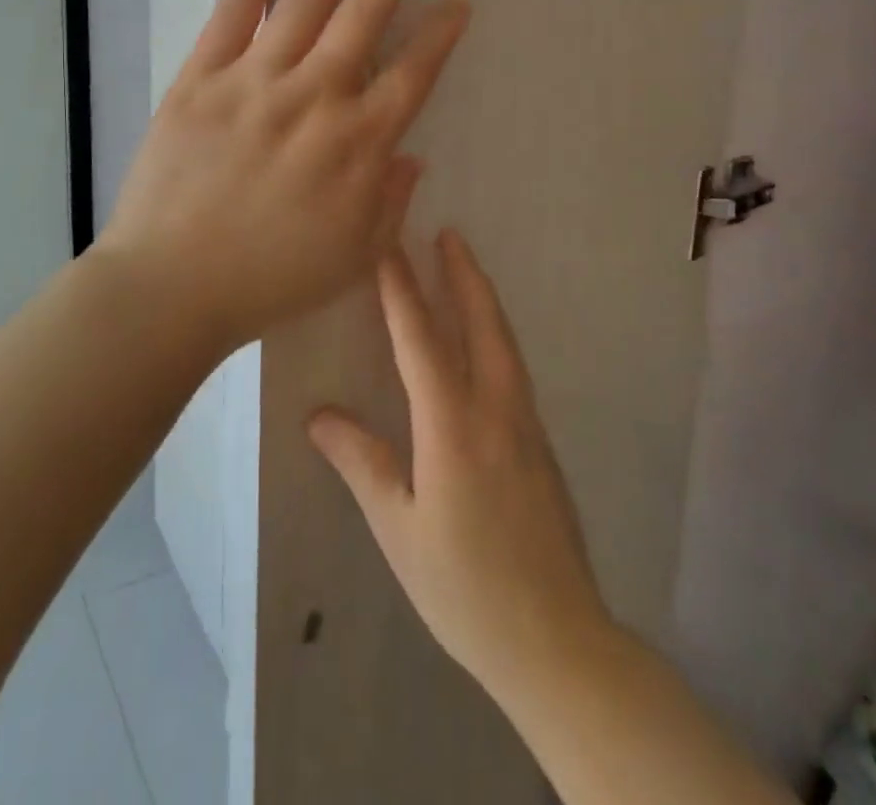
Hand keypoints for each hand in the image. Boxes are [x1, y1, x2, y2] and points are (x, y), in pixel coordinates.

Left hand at [100, 0, 469, 353]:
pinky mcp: (203, 75)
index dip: (440, 34)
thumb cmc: (268, 281)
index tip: (457, 3)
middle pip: (367, 14)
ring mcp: (256, 78)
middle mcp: (316, 97)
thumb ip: (390, 201)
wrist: (171, 287)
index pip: (413, 73)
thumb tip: (412, 154)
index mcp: (358, 144)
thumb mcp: (353, 258)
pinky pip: (234, 7)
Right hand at [309, 231, 614, 698]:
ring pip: (503, 342)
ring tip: (465, 269)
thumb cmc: (464, 588)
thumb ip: (363, 462)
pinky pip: (512, 367)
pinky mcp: (540, 444)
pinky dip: (494, 333)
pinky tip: (483, 339)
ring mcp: (525, 425)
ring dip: (482, 299)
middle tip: (447, 233)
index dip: (401, 290)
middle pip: (481, 323)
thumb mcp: (399, 529)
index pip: (420, 340)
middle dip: (462, 274)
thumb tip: (319, 415)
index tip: (388, 246)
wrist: (557, 641)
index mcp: (454, 426)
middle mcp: (496, 410)